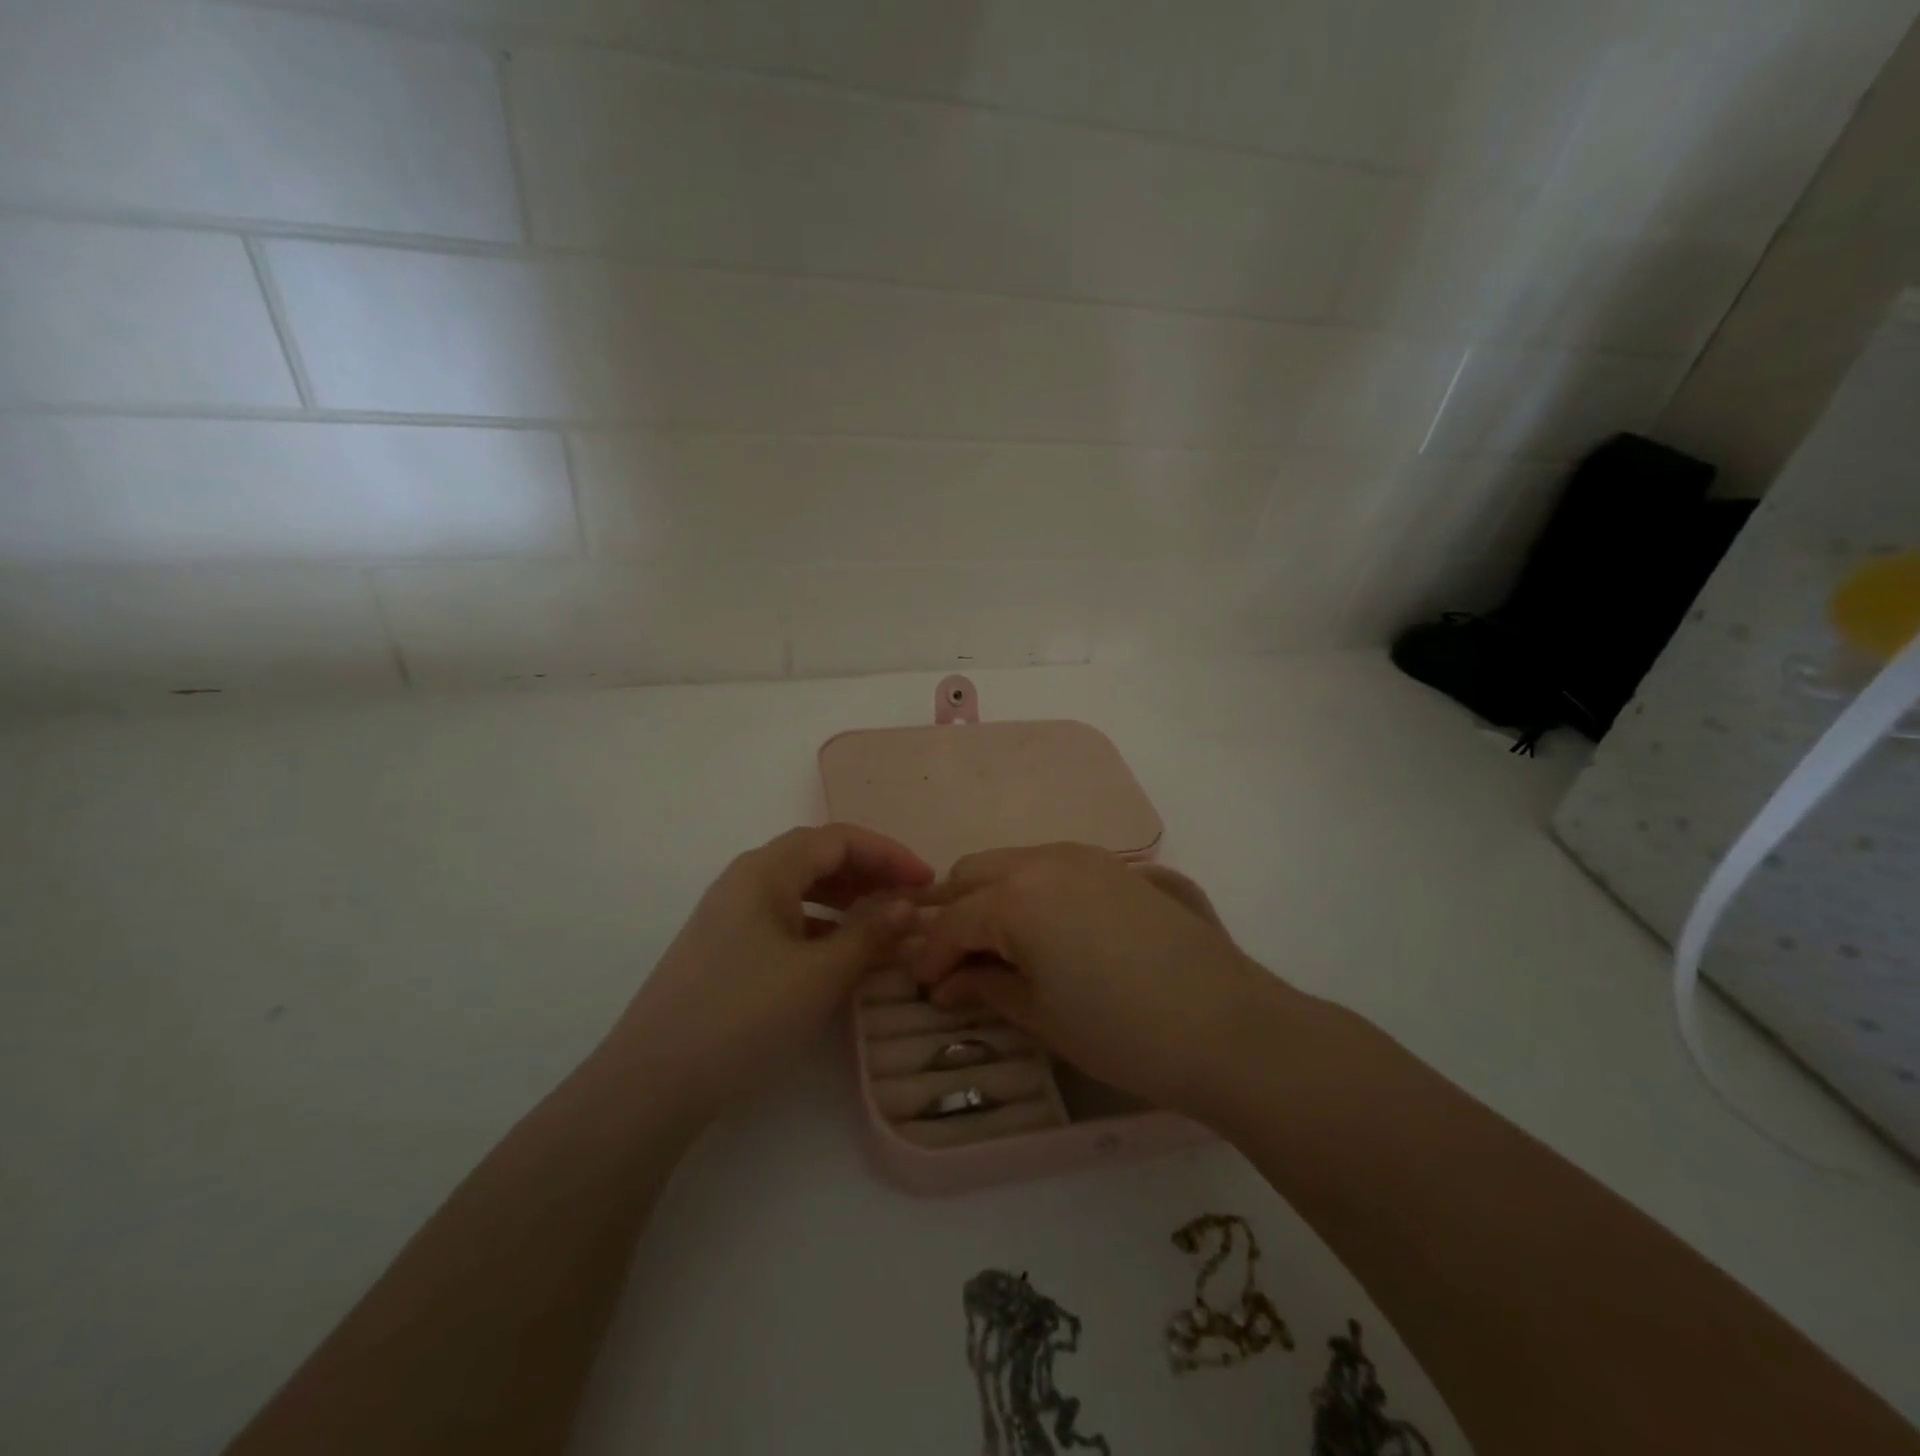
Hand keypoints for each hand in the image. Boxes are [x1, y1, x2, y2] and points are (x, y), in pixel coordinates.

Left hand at [607, 825, 932, 1113]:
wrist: (652, 1083)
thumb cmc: (744, 1015)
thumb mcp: (819, 974)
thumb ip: (869, 932)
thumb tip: (908, 903)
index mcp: (765, 870)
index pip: (838, 839)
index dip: (888, 854)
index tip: (927, 881)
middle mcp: (745, 880)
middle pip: (817, 858)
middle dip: (869, 874)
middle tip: (909, 902)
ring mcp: (731, 915)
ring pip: (801, 890)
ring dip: (846, 900)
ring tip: (882, 927)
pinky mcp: (725, 949)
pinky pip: (785, 920)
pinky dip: (821, 928)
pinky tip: (841, 956)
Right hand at [911, 844, 1284, 1116]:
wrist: (1228, 1027)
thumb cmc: (1121, 1032)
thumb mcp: (1040, 1016)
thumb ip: (985, 988)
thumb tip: (947, 984)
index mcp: (1016, 897)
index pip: (952, 921)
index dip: (931, 955)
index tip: (926, 985)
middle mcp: (1044, 860)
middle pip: (974, 873)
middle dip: (955, 912)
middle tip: (957, 959)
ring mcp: (1087, 856)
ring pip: (1015, 862)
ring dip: (993, 895)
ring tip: (1000, 944)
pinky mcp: (1119, 866)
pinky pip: (1054, 865)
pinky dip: (1033, 889)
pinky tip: (1047, 929)